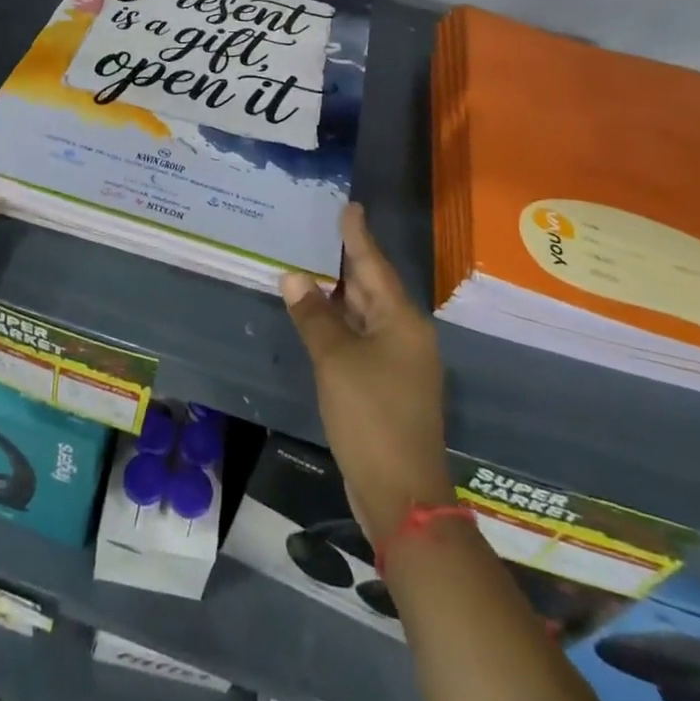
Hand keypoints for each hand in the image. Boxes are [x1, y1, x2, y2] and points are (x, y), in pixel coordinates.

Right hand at [282, 203, 453, 542]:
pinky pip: (362, 341)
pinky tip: (319, 318)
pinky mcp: (387, 387)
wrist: (402, 494)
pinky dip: (341, 326)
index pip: (374, 266)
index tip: (350, 207)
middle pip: (373, 289)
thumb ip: (314, 317)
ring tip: (314, 266)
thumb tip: (293, 277)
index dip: (358, 236)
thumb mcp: (336, 361)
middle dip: (348, 263)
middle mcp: (406, 336)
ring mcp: (399, 364)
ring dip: (340, 295)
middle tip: (323, 231)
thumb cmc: (371, 417)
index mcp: (402, 322)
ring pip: (366, 316)